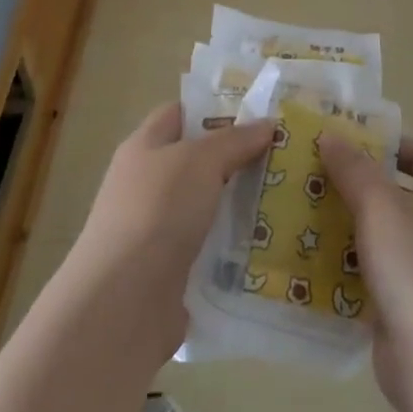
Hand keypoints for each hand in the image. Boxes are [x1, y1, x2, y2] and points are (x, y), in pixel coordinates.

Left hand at [64, 103, 274, 367]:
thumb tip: (267, 124)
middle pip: (198, 161)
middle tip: (286, 156)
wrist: (123, 302)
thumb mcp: (200, 161)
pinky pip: (211, 247)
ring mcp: (157, 230)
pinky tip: (270, 243)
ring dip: (242, 204)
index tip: (259, 113)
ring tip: (289, 198)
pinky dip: (236, 245)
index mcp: (144, 148)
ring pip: (208, 206)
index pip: (179, 114)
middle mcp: (147, 185)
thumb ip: (234, 140)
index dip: (215, 109)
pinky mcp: (171, 270)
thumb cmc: (158, 212)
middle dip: (239, 158)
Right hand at [319, 135, 412, 411]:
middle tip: (310, 176)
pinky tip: (306, 261)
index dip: (388, 144)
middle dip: (354, 185)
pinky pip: (370, 274)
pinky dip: (343, 267)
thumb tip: (331, 135)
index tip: (346, 143)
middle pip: (395, 193)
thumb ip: (353, 168)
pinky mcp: (405, 303)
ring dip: (344, 226)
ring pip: (379, 235)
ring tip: (298, 213)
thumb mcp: (380, 204)